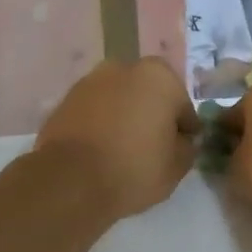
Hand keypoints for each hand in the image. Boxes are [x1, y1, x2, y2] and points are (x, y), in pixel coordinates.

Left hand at [36, 57, 198, 219]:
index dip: (184, 129)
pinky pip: (94, 111)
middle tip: (153, 147)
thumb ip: (187, 147)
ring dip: (125, 117)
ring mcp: (89, 82)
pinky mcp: (64, 101)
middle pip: (149, 95)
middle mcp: (124, 68)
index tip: (182, 148)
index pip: (182, 105)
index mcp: (159, 77)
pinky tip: (101, 150)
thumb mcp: (176, 167)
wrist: (69, 182)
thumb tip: (181, 140)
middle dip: (152, 115)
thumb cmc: (134, 169)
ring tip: (124, 150)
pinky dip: (101, 124)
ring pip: (119, 100)